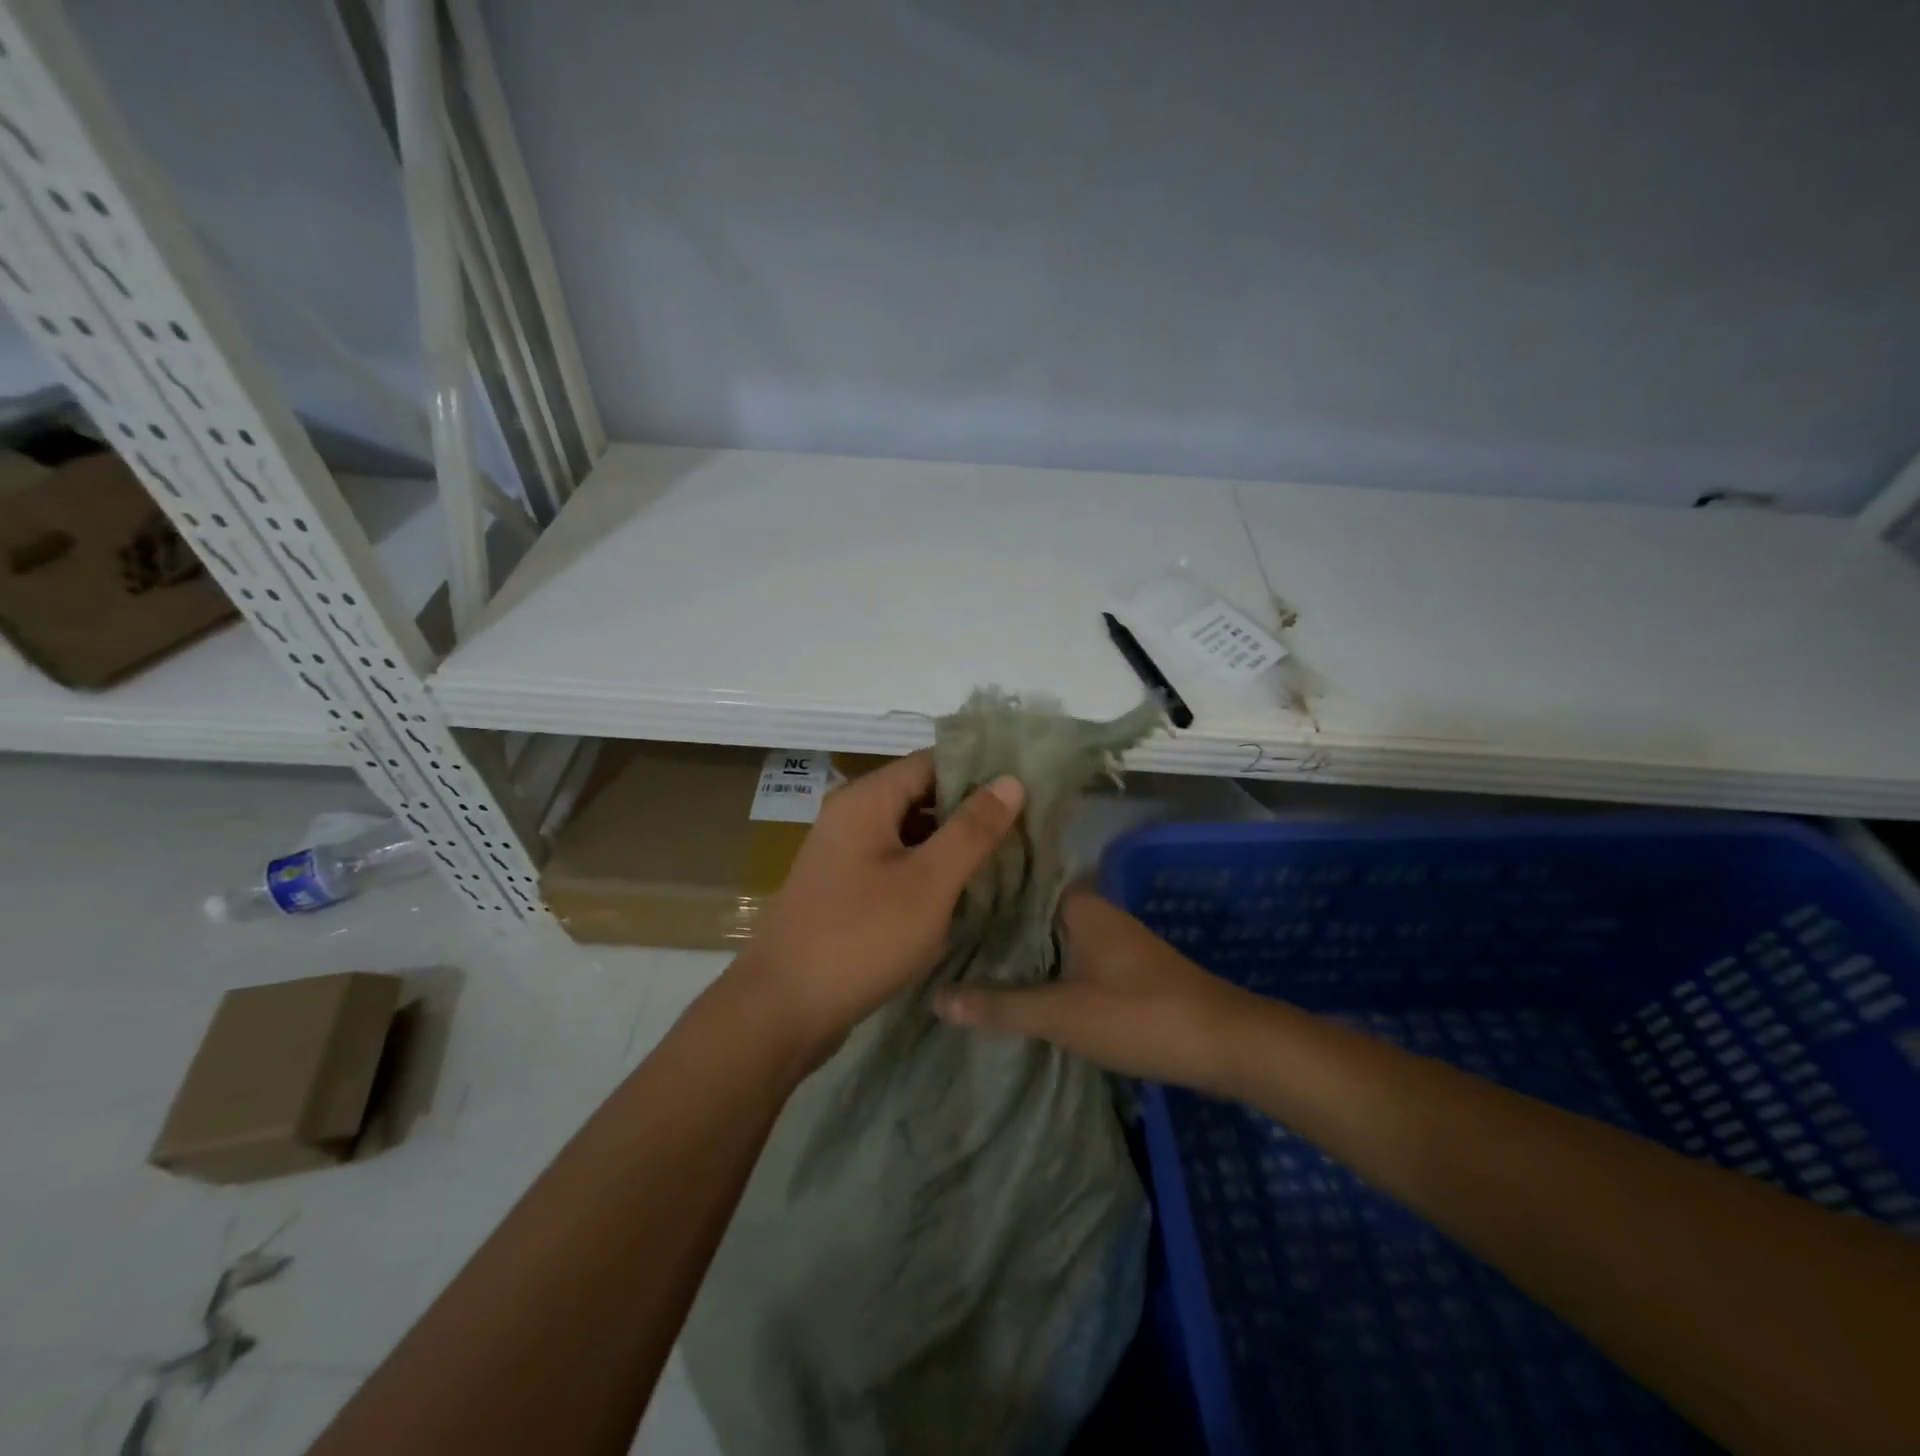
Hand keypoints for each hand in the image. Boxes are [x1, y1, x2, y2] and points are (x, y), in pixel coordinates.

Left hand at [731, 750, 1024, 1065]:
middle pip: (921, 794)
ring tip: (1004, 856)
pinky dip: (928, 867)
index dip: (980, 771)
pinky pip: (895, 860)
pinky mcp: (844, 886)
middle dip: (970, 809)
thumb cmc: (862, 938)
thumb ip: (972, 829)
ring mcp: (843, 852)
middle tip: (1025, 827)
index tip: (1027, 788)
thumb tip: (1011, 780)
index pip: (933, 762)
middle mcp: (850, 814)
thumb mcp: (929, 882)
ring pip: (910, 831)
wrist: (782, 1008)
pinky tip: (962, 888)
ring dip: (951, 841)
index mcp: (867, 799)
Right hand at [932, 886, 1253, 1095]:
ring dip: (1015, 948)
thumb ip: (1000, 1005)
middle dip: (990, 923)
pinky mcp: (1119, 967)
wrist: (1224, 1044)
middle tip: (937, 933)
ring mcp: (1109, 939)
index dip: (977, 889)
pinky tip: (1010, 985)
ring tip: (961, 958)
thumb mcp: (1062, 1014)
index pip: (1016, 880)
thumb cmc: (1140, 1015)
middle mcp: (1093, 910)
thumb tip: (935, 997)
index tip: (936, 898)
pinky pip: (1066, 956)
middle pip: (1029, 910)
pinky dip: (1039, 966)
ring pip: (1048, 935)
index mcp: (1078, 903)